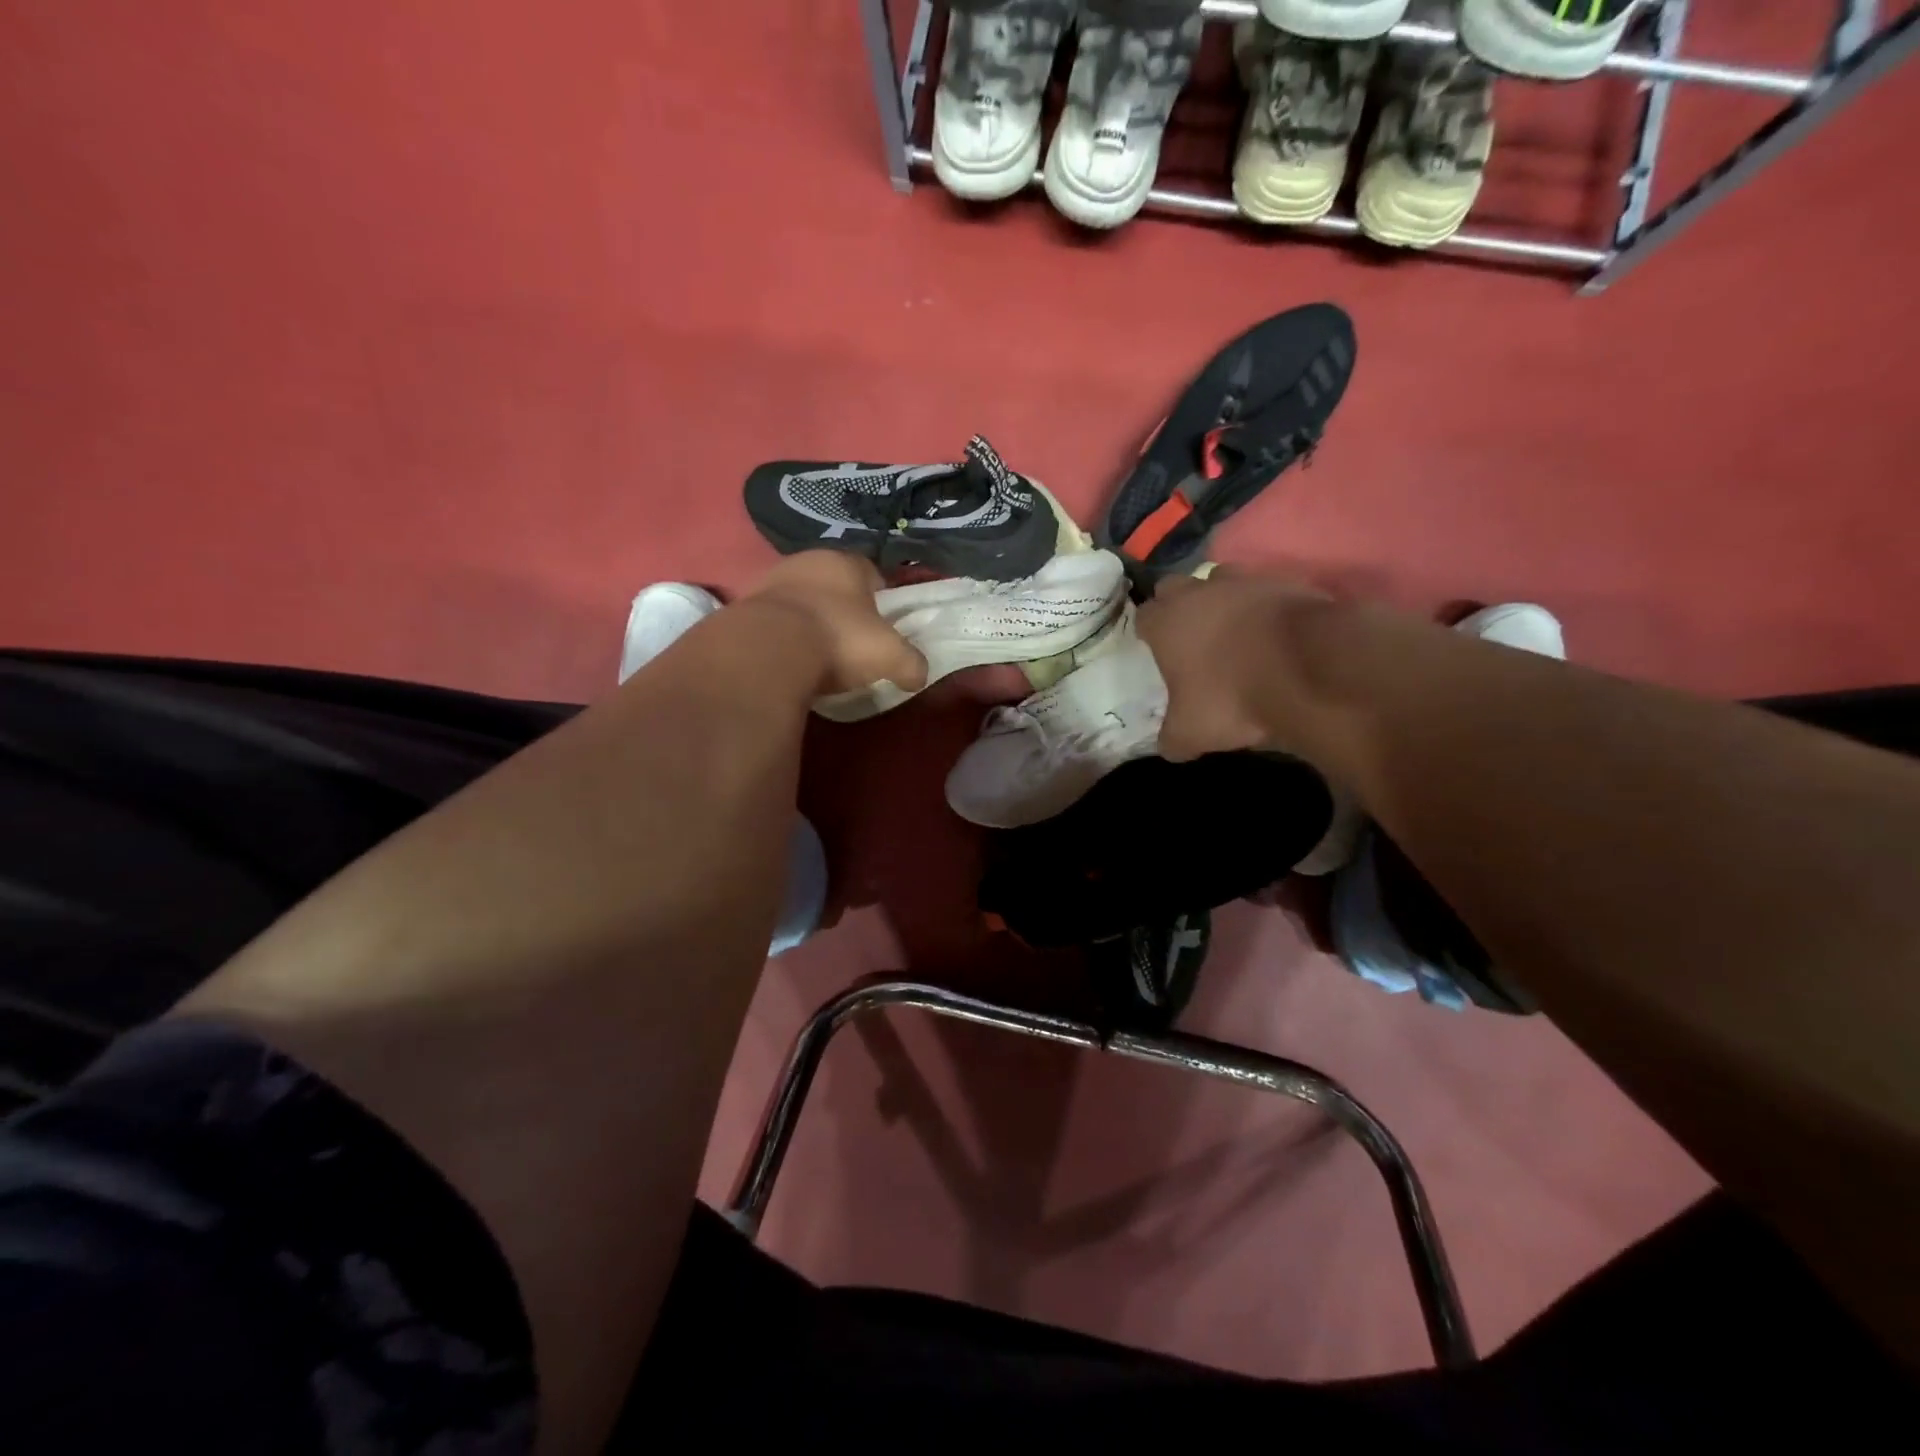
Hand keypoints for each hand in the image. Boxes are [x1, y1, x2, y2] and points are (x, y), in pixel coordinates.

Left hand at [744, 552, 928, 698]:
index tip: (882, 626)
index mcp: (846, 562)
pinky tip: (789, 659)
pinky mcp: (744, 607)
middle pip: (833, 584)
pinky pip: (774, 620)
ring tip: (817, 654)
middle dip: (842, 608)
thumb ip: (911, 663)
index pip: (871, 573)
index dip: (880, 599)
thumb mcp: (889, 656)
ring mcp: (771, 581)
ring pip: (801, 599)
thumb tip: (918, 676)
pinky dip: (783, 635)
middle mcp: (807, 561)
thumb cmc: (839, 640)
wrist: (767, 651)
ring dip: (809, 620)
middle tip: (851, 641)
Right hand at [1136, 570, 1330, 761]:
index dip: (1148, 631)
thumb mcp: (1191, 733)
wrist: (1310, 668)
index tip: (1155, 646)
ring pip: (1222, 579)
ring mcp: (1246, 582)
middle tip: (1189, 634)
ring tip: (1234, 628)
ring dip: (1222, 598)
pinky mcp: (1288, 583)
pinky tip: (1275, 633)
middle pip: (1176, 586)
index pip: (1143, 615)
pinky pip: (1268, 590)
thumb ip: (1173, 737)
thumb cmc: (1232, 696)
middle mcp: (1200, 592)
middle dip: (1178, 604)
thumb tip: (1170, 745)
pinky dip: (1267, 607)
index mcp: (1167, 623)